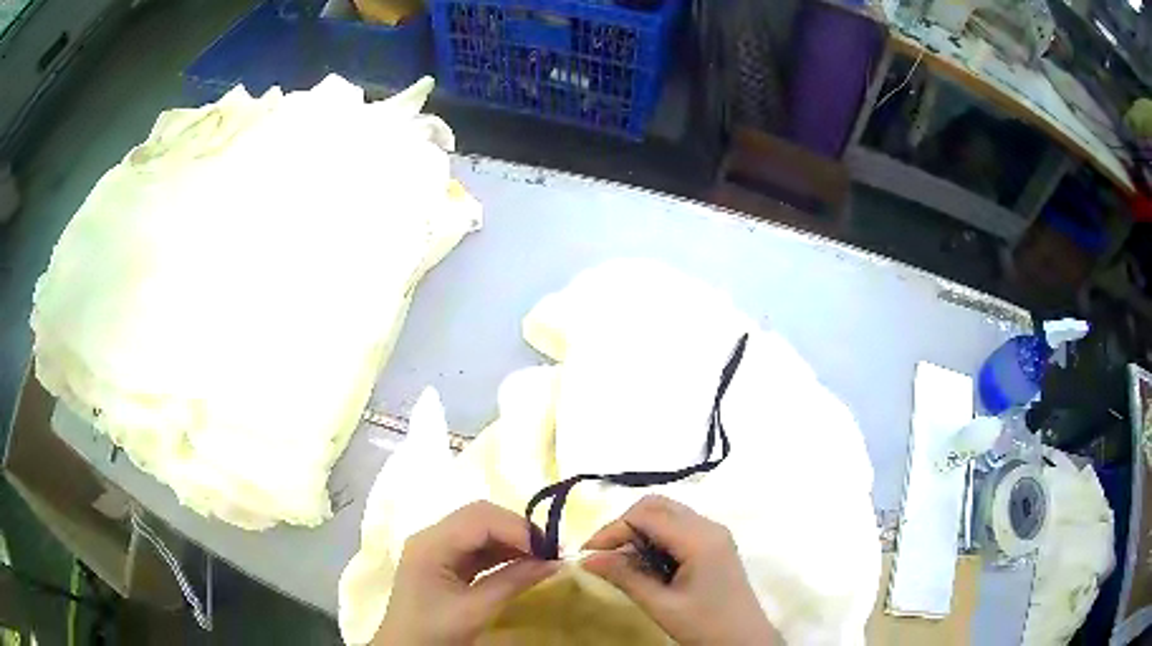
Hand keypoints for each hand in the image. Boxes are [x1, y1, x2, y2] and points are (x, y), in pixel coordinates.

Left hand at [374, 501, 558, 644]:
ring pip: (480, 529)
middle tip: (549, 551)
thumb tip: (555, 563)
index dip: (517, 528)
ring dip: (511, 540)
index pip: (479, 518)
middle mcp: (432, 536)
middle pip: (479, 517)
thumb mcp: (476, 610)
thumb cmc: (434, 632)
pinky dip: (502, 552)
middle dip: (516, 530)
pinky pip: (477, 546)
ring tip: (542, 558)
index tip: (550, 549)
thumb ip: (513, 582)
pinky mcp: (443, 561)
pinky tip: (522, 564)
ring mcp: (436, 548)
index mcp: (431, 544)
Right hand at [581, 495, 780, 645]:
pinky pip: (677, 528)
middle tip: (602, 555)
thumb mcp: (661, 605)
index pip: (646, 515)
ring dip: (638, 531)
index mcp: (700, 539)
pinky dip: (654, 539)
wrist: (745, 641)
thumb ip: (625, 577)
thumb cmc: (706, 626)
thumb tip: (586, 558)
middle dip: (624, 525)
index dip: (613, 530)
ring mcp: (714, 534)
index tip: (588, 554)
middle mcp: (708, 526)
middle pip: (657, 506)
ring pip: (667, 514)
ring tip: (620, 562)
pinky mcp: (713, 545)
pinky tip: (644, 564)